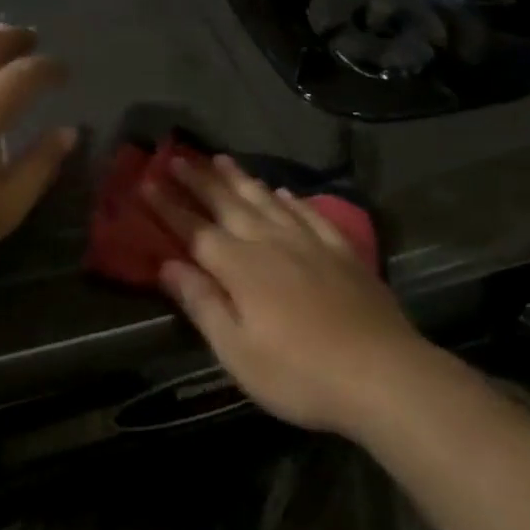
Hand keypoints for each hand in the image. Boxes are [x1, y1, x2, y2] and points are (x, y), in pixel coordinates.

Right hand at [145, 155, 425, 434]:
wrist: (382, 373)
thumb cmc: (300, 373)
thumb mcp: (238, 352)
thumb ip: (203, 303)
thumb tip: (168, 265)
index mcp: (240, 267)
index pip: (195, 229)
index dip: (169, 206)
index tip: (147, 181)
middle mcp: (270, 242)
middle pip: (228, 204)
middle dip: (199, 180)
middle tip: (178, 156)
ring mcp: (309, 242)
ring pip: (266, 199)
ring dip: (240, 178)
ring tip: (221, 158)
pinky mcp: (340, 250)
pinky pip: (309, 213)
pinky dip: (291, 199)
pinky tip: (283, 191)